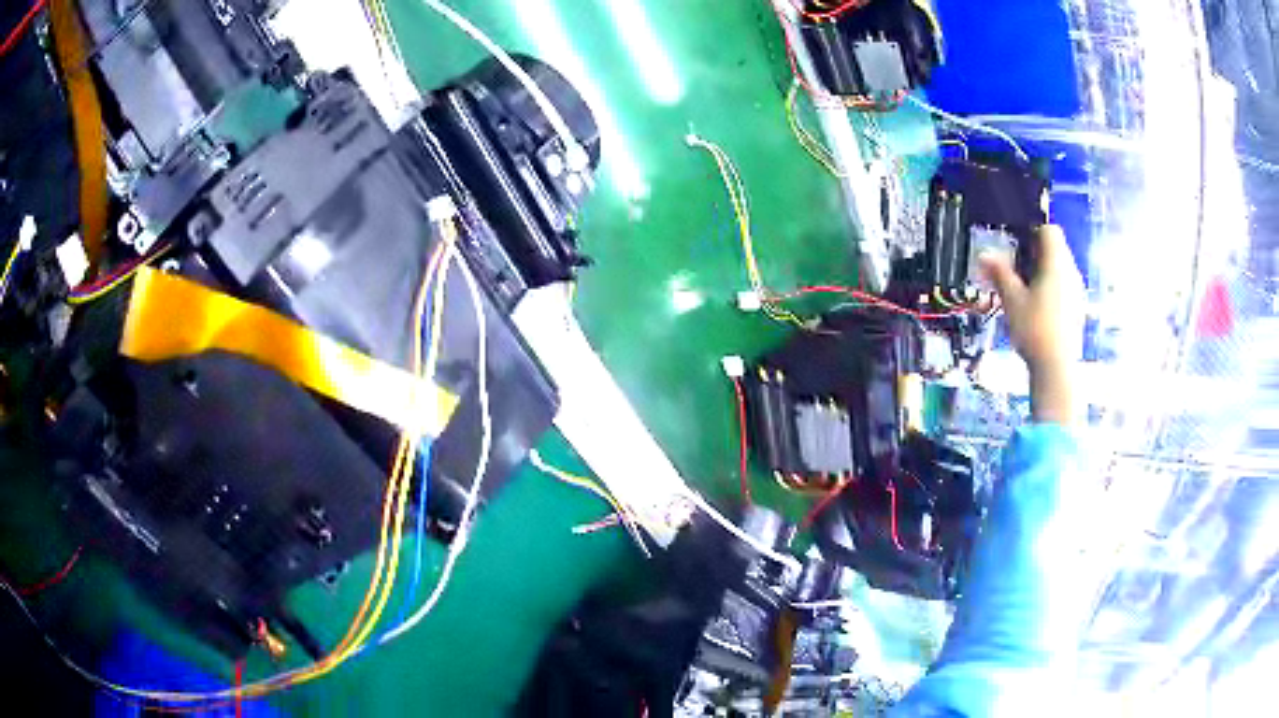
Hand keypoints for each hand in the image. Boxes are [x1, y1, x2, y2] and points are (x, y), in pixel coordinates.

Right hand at [979, 225, 1083, 423]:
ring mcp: (1077, 292)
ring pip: (1060, 269)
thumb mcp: (1012, 299)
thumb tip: (984, 253)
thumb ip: (1000, 273)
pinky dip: (1051, 289)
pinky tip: (1038, 309)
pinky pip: (1064, 287)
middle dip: (1035, 253)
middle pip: (1055, 248)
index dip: (1033, 231)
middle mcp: (1071, 271)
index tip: (1016, 244)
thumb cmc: (1034, 328)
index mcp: (1056, 262)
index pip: (1049, 229)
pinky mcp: (1078, 310)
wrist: (1056, 369)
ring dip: (1043, 272)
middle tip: (1015, 268)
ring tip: (1024, 290)